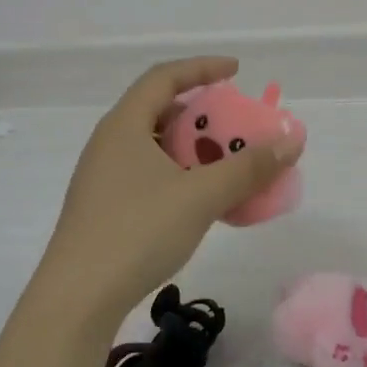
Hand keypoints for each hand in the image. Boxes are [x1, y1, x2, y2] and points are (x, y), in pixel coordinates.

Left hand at [34, 58, 302, 328]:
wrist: (77, 298)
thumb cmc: (137, 231)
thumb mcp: (200, 196)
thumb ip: (247, 168)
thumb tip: (289, 141)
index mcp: (124, 125)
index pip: (164, 77)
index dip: (202, 68)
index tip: (236, 71)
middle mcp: (109, 143)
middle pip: (160, 111)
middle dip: (202, 114)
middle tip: (235, 126)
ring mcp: (103, 177)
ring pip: (155, 147)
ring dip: (193, 150)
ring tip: (225, 164)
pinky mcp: (104, 208)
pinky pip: (149, 175)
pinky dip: (180, 176)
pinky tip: (201, 202)